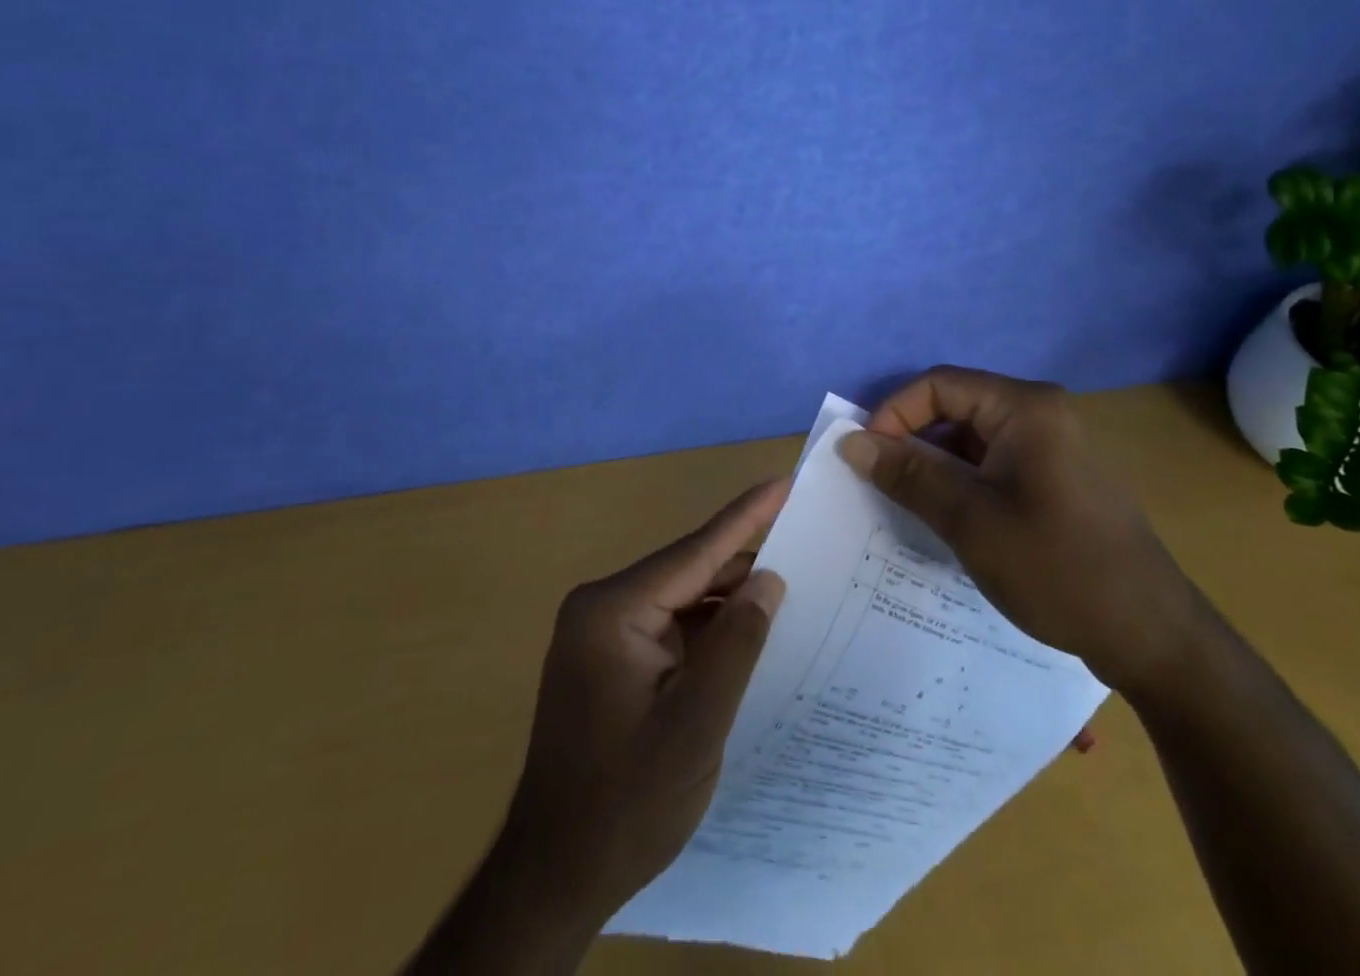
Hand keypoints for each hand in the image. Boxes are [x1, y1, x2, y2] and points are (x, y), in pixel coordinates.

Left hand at [501, 477, 789, 924]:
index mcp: (613, 610)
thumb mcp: (696, 725)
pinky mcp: (610, 660)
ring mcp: (602, 634)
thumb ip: (736, 644)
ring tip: (790, 585)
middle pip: (688, 572)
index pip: (694, 552)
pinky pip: (669, 628)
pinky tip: (746, 633)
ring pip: (681, 600)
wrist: (554, 876)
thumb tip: (769, 579)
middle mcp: (602, 608)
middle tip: (805, 541)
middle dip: (744, 563)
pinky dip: (708, 630)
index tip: (784, 483)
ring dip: (728, 600)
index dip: (746, 517)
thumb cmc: (626, 802)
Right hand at [838, 365, 1198, 694]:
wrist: (1152, 636)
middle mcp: (1039, 414)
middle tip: (879, 485)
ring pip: (970, 440)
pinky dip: (961, 484)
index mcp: (1025, 407)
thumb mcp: (970, 520)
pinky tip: (946, 520)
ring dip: (934, 466)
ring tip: (907, 506)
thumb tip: (849, 442)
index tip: (866, 458)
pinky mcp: (1053, 479)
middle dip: (911, 442)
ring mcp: (1050, 447)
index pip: (938, 385)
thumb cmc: (1057, 567)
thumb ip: (907, 474)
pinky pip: (992, 465)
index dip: (894, 414)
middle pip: (954, 408)